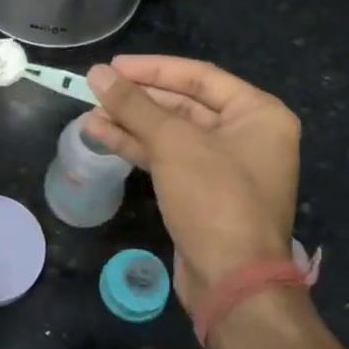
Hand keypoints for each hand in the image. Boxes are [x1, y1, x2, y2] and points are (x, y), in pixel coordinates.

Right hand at [83, 57, 301, 312]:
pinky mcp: (204, 193)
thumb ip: (134, 105)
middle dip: (138, 99)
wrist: (233, 282)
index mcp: (258, 114)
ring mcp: (226, 167)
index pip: (199, 76)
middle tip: (96, 89)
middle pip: (184, 104)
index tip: (113, 66)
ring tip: (89, 114)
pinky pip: (169, 158)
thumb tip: (97, 72)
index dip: (153, 69)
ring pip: (171, 133)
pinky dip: (137, 147)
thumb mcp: (173, 143)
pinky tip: (101, 136)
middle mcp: (247, 135)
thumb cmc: (214, 198)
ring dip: (131, 123)